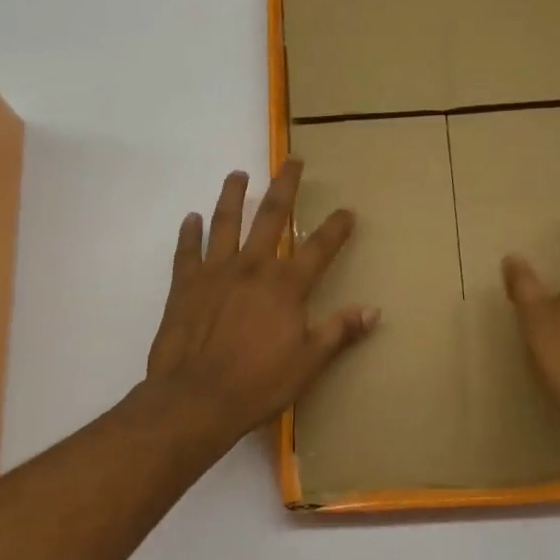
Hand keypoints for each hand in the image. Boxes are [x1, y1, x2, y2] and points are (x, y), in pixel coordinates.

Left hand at [143, 159, 378, 454]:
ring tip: (237, 174)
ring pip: (225, 223)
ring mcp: (215, 272)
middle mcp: (252, 267)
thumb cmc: (258, 383)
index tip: (347, 210)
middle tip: (292, 160)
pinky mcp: (185, 285)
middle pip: (271, 217)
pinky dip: (189, 232)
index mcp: (285, 285)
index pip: (319, 248)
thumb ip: (339, 331)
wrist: (195, 400)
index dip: (336, 228)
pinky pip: (187, 250)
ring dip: (232, 196)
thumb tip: (373, 310)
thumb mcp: (309, 362)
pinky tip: (192, 218)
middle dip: (285, 187)